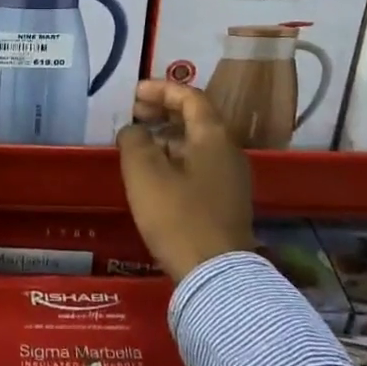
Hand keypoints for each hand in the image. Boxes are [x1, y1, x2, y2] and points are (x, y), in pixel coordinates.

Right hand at [116, 80, 254, 281]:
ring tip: (138, 145)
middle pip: (196, 118)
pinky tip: (155, 175)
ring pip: (197, 144)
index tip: (134, 93)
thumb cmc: (178, 215)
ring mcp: (232, 178)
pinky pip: (200, 165)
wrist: (216, 276)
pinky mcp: (228, 202)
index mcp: (213, 135)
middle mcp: (229, 150)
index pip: (190, 96)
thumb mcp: (144, 173)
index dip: (161, 89)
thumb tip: (134, 131)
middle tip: (134, 115)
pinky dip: (177, 158)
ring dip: (168, 137)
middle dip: (163, 112)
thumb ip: (134, 141)